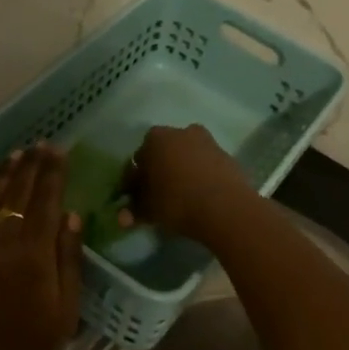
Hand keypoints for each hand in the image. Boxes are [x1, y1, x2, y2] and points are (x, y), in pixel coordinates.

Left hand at [0, 145, 83, 349]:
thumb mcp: (64, 313)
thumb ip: (68, 261)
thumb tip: (71, 216)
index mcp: (33, 256)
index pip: (46, 202)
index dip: (53, 174)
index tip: (59, 150)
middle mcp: (0, 241)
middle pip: (18, 192)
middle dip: (31, 165)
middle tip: (40, 144)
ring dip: (2, 171)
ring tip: (15, 153)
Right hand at [128, 124, 256, 240]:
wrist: (225, 207)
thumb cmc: (177, 202)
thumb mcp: (148, 209)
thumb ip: (133, 210)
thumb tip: (122, 217)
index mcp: (155, 139)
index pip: (138, 159)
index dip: (135, 179)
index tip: (137, 196)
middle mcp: (180, 132)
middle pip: (164, 153)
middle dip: (159, 170)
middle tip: (158, 195)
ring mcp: (207, 142)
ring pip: (186, 157)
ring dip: (181, 171)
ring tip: (181, 196)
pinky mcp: (226, 156)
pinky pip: (206, 165)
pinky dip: (200, 176)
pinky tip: (200, 196)